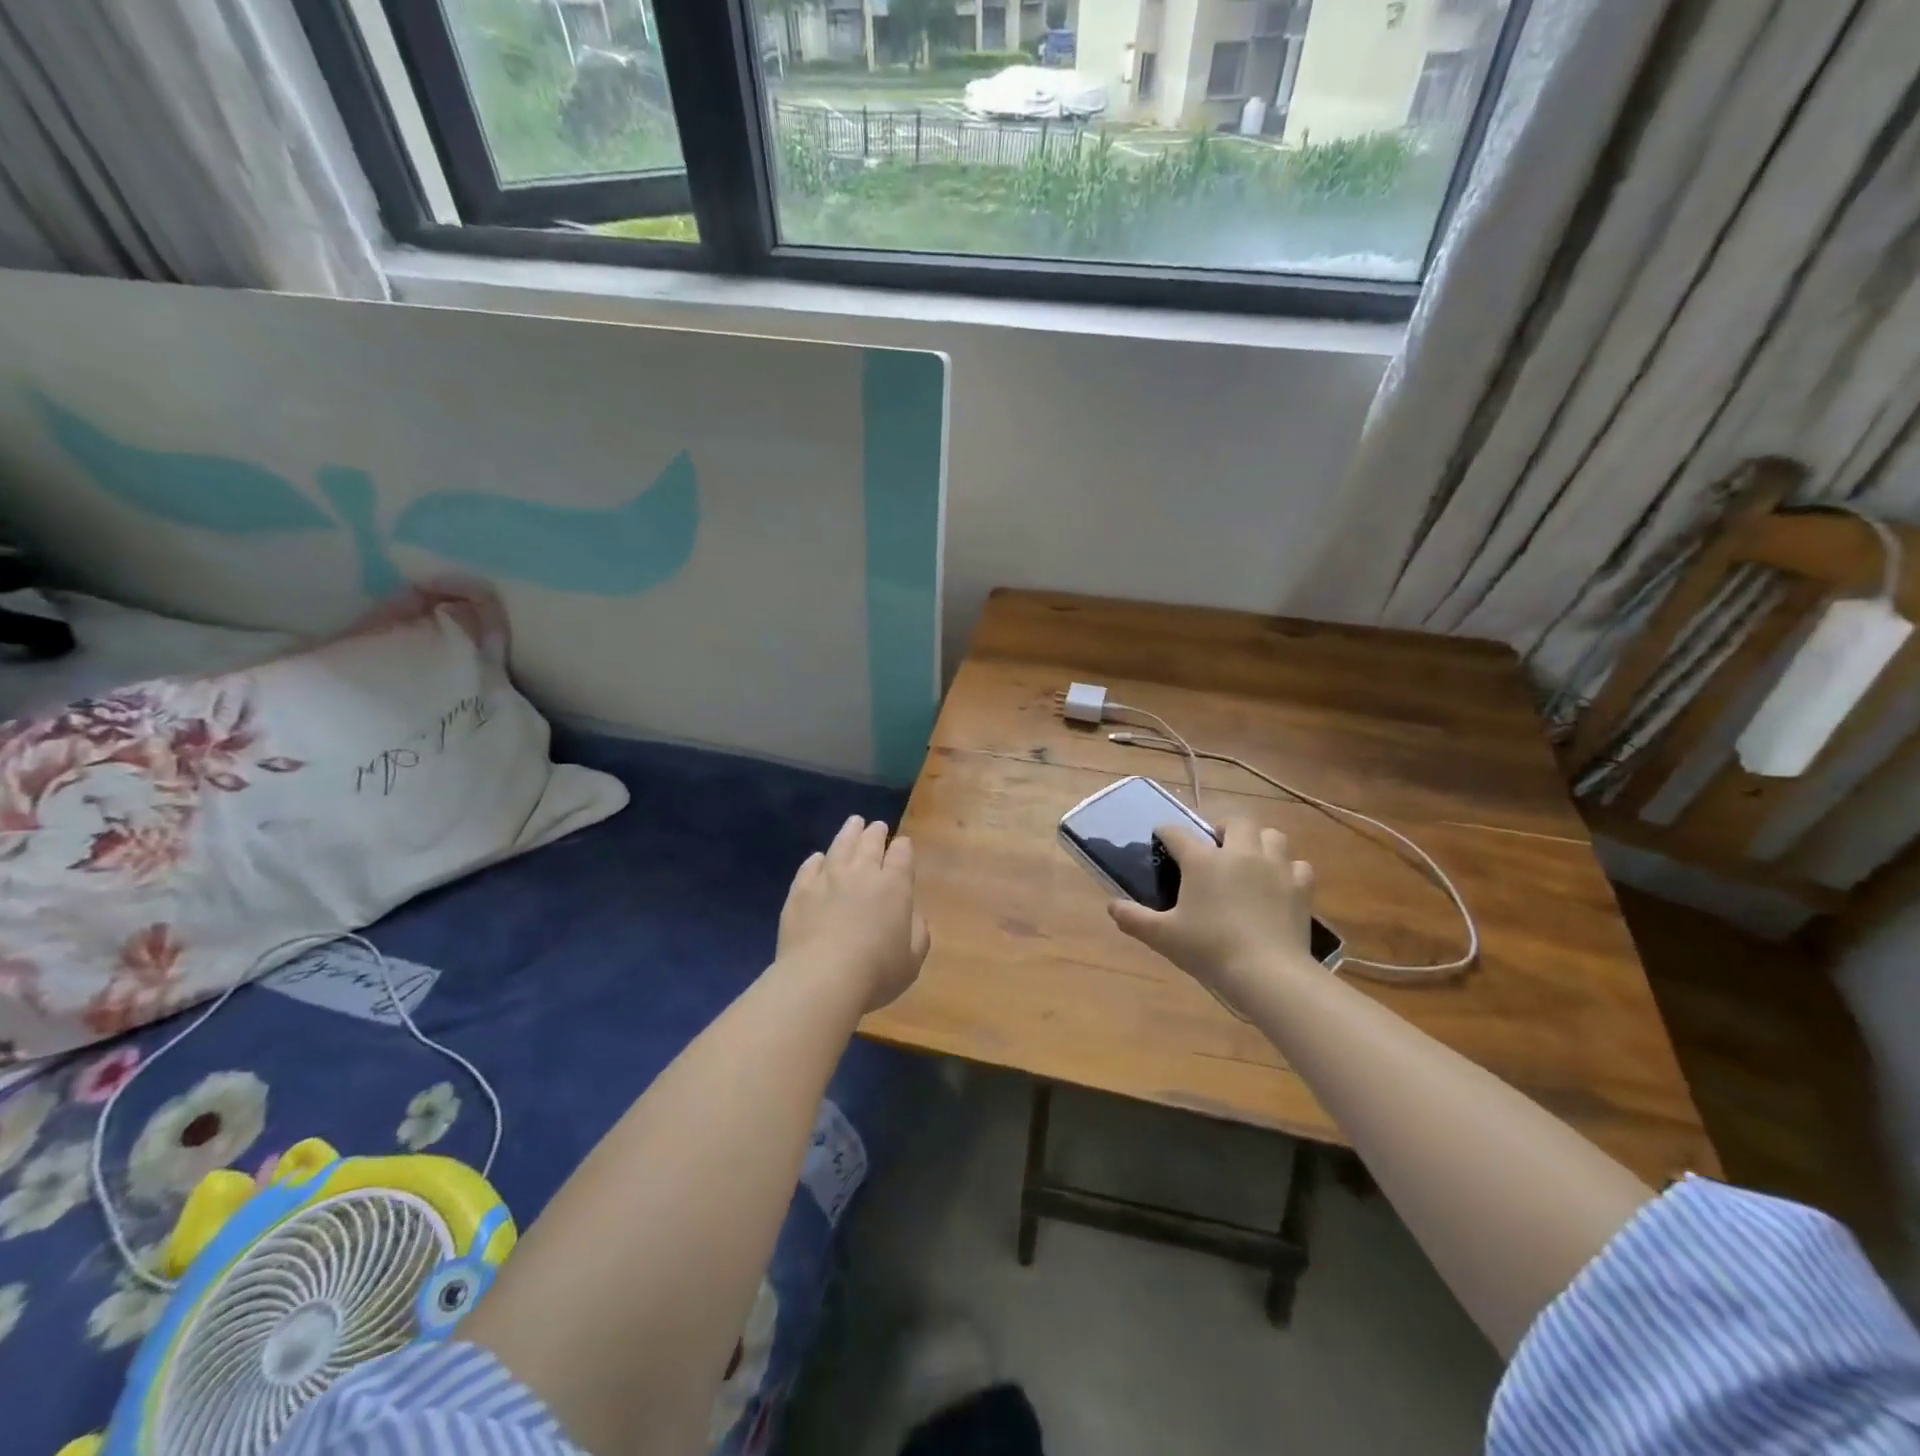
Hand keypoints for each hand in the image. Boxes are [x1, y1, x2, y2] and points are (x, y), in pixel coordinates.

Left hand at [778, 816, 930, 1012]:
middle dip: (876, 833)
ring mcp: (828, 878)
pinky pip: (810, 866)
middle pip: (870, 843)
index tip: (902, 844)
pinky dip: (817, 859)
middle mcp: (862, 873)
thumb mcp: (912, 961)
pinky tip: (818, 858)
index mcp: (894, 886)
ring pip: (841, 845)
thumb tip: (913, 916)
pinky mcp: (800, 891)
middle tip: (877, 826)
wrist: (821, 979)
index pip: (901, 855)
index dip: (903, 847)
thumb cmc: (876, 973)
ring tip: (854, 823)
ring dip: (849, 832)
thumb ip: (918, 933)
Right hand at [1108, 820, 1315, 994]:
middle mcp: (1239, 853)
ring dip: (1259, 841)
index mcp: (1203, 860)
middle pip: (1235, 821)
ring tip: (1250, 858)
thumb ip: (1134, 918)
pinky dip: (1288, 869)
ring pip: (1271, 835)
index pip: (1177, 833)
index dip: (1165, 831)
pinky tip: (1279, 883)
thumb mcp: (1163, 937)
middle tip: (1215, 846)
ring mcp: (1274, 867)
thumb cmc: (1209, 949)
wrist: (1268, 973)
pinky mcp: (1300, 887)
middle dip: (1223, 827)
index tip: (1160, 836)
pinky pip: (1297, 865)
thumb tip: (1111, 906)